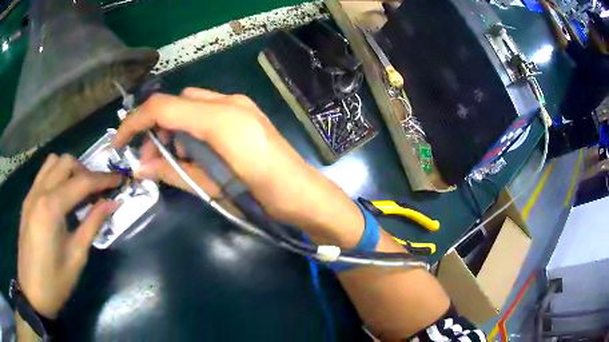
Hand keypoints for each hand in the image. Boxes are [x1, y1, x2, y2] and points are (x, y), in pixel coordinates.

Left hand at [18, 154, 120, 318]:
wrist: (32, 292)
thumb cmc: (55, 282)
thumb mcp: (76, 257)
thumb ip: (92, 225)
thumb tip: (112, 203)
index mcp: (51, 208)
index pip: (81, 182)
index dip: (103, 179)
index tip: (119, 180)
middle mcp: (40, 192)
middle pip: (66, 162)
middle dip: (85, 171)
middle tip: (97, 191)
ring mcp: (31, 194)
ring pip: (53, 163)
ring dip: (69, 170)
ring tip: (79, 190)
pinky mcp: (28, 200)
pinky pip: (43, 174)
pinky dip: (56, 176)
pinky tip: (62, 197)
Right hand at [113, 88, 363, 246]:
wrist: (305, 196)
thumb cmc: (262, 198)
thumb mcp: (213, 189)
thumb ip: (173, 173)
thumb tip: (140, 169)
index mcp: (220, 120)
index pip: (163, 107)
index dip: (134, 122)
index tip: (119, 142)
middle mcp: (229, 103)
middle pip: (176, 102)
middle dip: (155, 127)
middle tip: (149, 161)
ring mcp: (240, 104)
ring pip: (191, 104)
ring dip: (173, 127)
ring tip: (170, 160)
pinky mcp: (246, 112)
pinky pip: (208, 110)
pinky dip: (191, 126)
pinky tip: (193, 151)